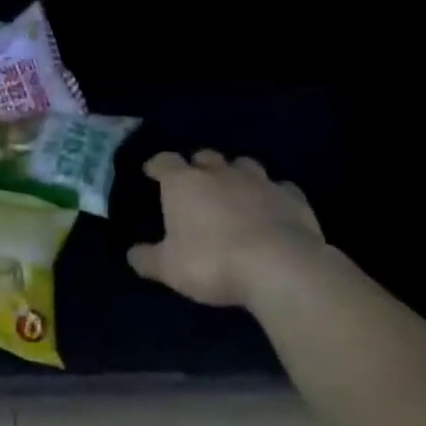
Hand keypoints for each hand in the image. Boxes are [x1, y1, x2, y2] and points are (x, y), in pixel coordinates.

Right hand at [127, 151, 326, 307]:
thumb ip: (148, 259)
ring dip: (235, 174)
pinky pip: (279, 187)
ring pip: (243, 164)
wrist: (280, 266)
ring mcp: (260, 181)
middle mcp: (220, 173)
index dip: (157, 165)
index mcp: (184, 183)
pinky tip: (272, 208)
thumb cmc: (213, 262)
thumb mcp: (169, 268)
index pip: (164, 161)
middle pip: (205, 156)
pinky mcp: (293, 196)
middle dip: (198, 166)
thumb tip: (132, 254)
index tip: (152, 172)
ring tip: (234, 191)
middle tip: (195, 184)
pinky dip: (272, 194)